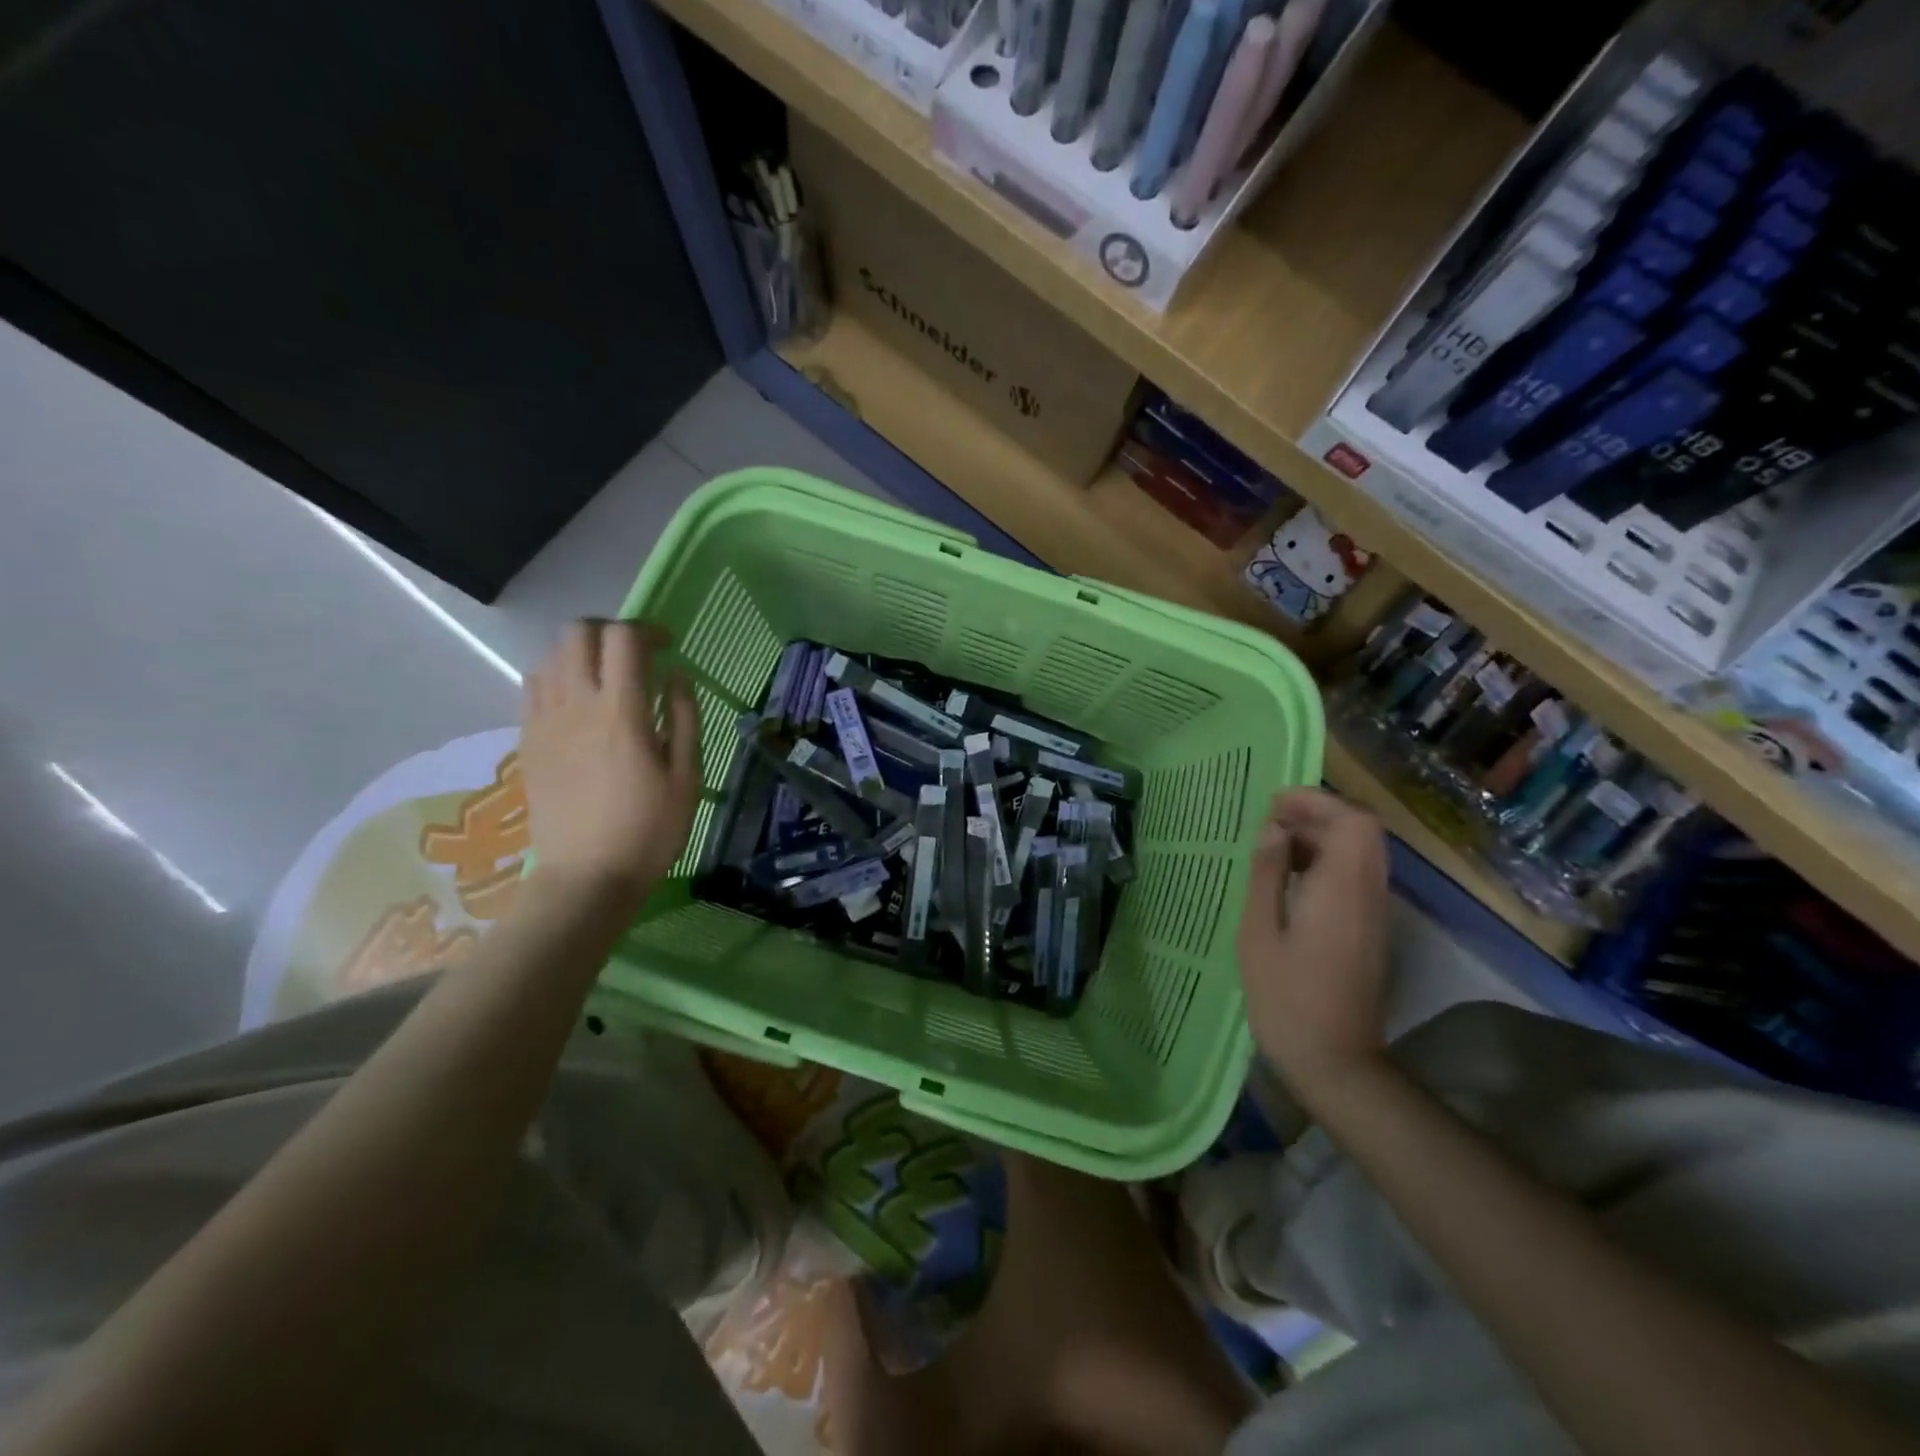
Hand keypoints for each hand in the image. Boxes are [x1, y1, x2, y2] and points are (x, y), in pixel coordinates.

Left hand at [520, 619, 699, 913]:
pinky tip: (578, 701)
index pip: (623, 639)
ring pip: (551, 655)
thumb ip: (684, 718)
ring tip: (606, 677)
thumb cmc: (649, 830)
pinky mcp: (528, 740)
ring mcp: (545, 721)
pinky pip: (534, 686)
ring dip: (582, 652)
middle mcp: (576, 705)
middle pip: (578, 633)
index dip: (647, 630)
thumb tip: (676, 674)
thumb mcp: (686, 777)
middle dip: (609, 630)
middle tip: (634, 654)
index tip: (667, 646)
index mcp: (621, 712)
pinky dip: (558, 676)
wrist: (585, 877)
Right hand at [1236, 788, 1390, 1090]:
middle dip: (1318, 815)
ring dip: (1322, 838)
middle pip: (1362, 831)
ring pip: (1361, 852)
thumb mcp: (1259, 932)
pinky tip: (1290, 879)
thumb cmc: (1286, 997)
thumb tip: (1274, 829)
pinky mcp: (1370, 930)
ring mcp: (1374, 913)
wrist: (1335, 1062)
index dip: (1316, 801)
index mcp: (1342, 889)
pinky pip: (1356, 877)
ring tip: (1274, 847)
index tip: (1273, 805)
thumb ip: (1268, 874)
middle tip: (1270, 822)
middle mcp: (1368, 893)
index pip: (1352, 821)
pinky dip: (1328, 862)